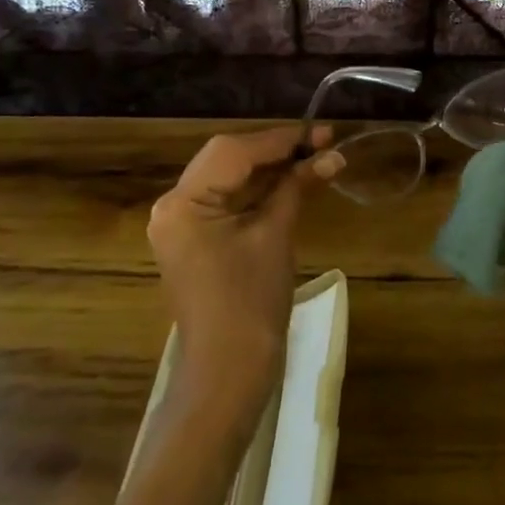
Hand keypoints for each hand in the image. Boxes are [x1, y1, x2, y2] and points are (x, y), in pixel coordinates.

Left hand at [147, 127, 342, 418]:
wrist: (228, 374)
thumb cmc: (250, 304)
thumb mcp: (275, 236)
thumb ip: (297, 187)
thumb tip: (332, 155)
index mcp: (183, 203)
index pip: (233, 152)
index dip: (280, 139)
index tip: (321, 131)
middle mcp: (173, 207)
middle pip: (227, 159)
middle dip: (275, 150)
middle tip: (322, 142)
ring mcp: (180, 224)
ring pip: (228, 178)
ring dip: (269, 169)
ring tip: (314, 156)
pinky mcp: (194, 240)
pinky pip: (226, 201)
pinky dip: (258, 190)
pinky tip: (291, 180)